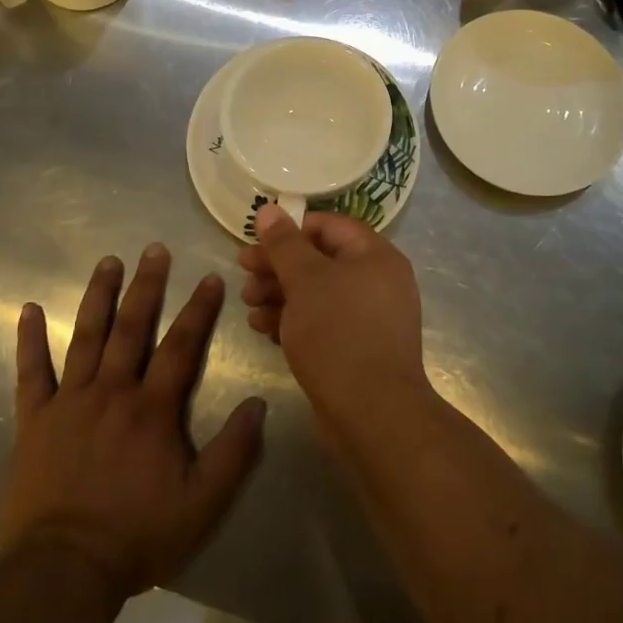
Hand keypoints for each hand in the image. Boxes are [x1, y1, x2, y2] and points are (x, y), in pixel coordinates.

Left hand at [0, 245, 265, 597]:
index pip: (181, 346)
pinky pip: (30, 372)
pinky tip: (29, 309)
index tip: (210, 276)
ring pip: (87, 336)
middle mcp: (112, 392)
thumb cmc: (138, 536)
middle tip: (154, 248)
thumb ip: (234, 452)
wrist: (63, 572)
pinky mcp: (34, 419)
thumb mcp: (202, 504)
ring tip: (108, 261)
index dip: (198, 309)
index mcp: (152, 409)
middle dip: (147, 285)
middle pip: (133, 327)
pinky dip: (29, 339)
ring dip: (99, 296)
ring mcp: (69, 402)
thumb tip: (258, 403)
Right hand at [238, 205, 430, 427]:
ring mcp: (370, 317)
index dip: (291, 229)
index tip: (256, 241)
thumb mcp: (305, 280)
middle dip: (278, 266)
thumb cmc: (338, 333)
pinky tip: (262, 328)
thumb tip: (269, 209)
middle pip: (320, 260)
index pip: (330, 226)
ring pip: (318, 293)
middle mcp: (378, 281)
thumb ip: (284, 244)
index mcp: (375, 256)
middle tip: (243, 273)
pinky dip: (293, 320)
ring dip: (280, 294)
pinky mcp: (358, 348)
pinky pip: (322, 322)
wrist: (372, 414)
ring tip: (248, 303)